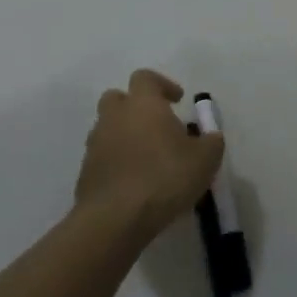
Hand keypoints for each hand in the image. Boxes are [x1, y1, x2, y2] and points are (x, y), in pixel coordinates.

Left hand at [75, 70, 223, 243]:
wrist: (116, 219)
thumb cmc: (166, 177)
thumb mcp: (206, 159)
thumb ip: (211, 141)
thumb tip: (209, 136)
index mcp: (143, 104)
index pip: (145, 78)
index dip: (163, 85)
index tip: (178, 100)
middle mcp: (114, 117)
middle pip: (118, 98)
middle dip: (136, 106)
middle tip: (157, 125)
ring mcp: (95, 144)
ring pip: (108, 128)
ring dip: (126, 135)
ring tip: (149, 158)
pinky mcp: (85, 172)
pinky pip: (103, 157)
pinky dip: (117, 161)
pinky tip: (135, 182)